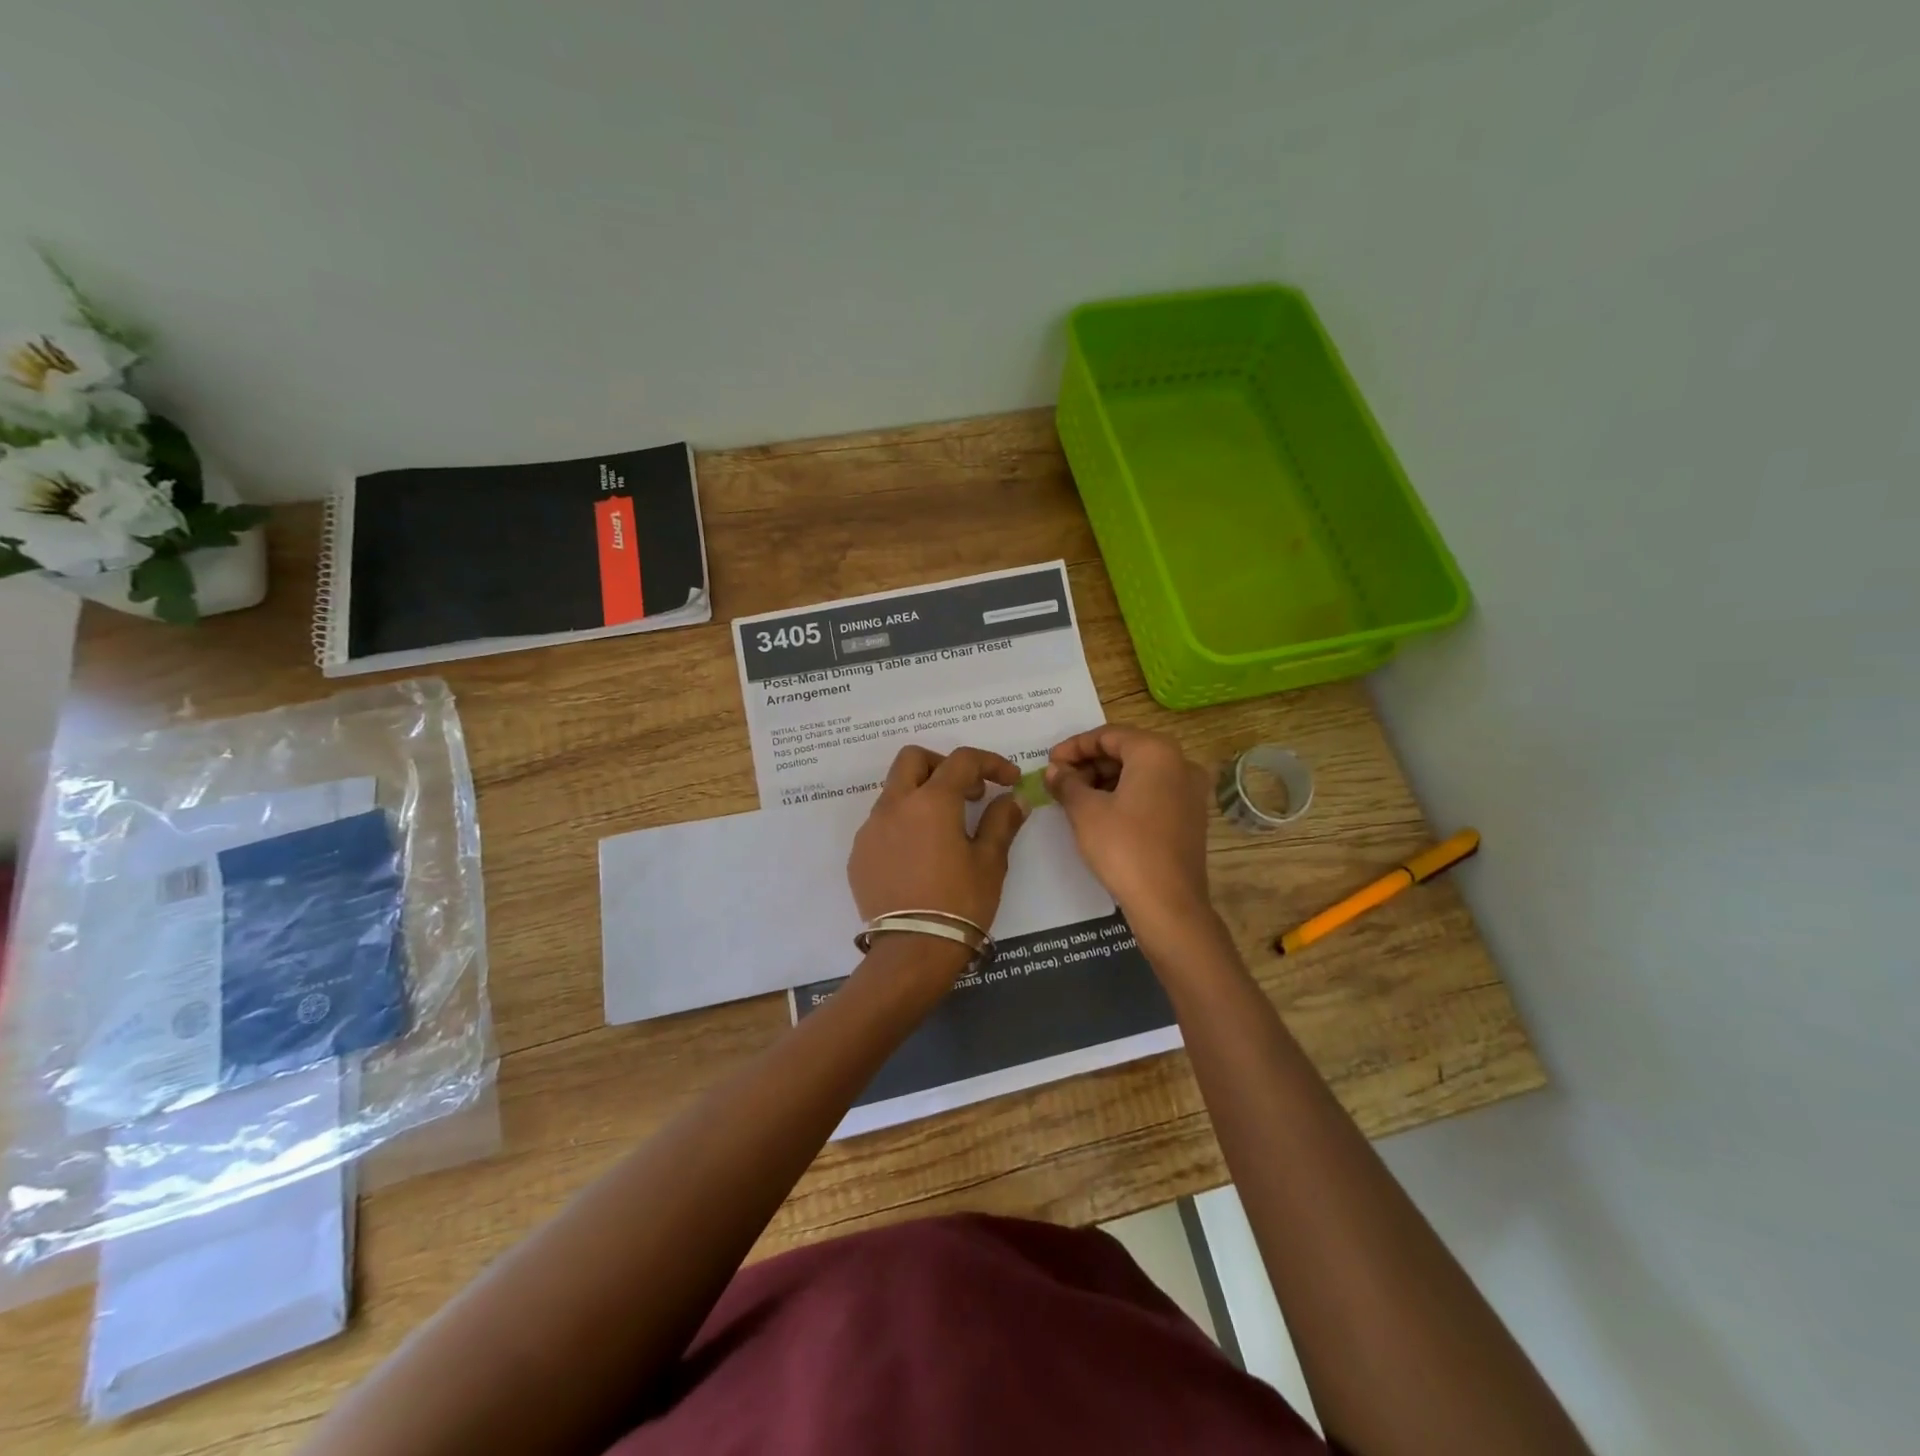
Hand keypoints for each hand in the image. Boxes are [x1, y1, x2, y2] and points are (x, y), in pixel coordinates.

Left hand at [848, 744, 1029, 945]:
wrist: (913, 951)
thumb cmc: (960, 903)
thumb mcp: (990, 862)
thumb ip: (1001, 821)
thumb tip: (1014, 798)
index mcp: (931, 801)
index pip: (962, 761)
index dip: (991, 763)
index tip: (1010, 780)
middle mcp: (895, 805)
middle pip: (913, 759)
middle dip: (943, 765)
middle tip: (968, 792)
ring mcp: (871, 830)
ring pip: (894, 791)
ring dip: (921, 795)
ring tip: (946, 829)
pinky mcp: (859, 854)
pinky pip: (882, 824)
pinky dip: (904, 824)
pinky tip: (921, 855)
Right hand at [1047, 725, 1213, 936]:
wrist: (1168, 904)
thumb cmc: (1124, 848)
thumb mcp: (1086, 812)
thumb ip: (1067, 783)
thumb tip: (1055, 770)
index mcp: (1156, 752)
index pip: (1108, 735)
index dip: (1073, 747)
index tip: (1049, 762)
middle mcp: (1180, 763)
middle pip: (1126, 751)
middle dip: (1089, 763)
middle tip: (1059, 780)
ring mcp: (1190, 791)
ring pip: (1139, 772)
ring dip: (1105, 780)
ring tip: (1074, 798)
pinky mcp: (1190, 816)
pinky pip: (1152, 792)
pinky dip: (1125, 795)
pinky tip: (1100, 813)